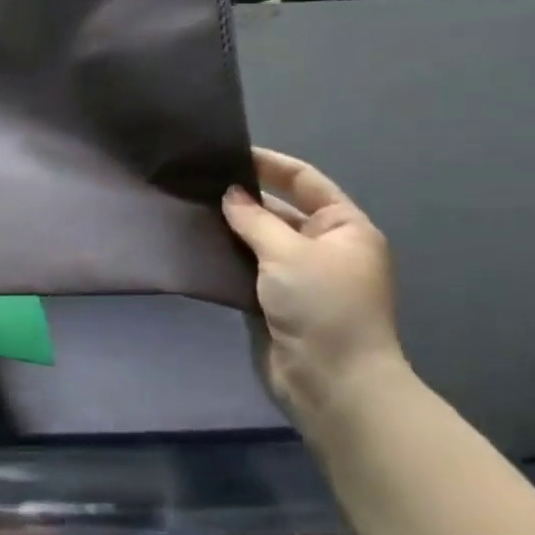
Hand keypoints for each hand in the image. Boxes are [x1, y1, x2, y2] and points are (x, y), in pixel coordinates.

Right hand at [222, 148, 406, 425]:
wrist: (332, 381)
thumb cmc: (322, 306)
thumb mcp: (289, 253)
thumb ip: (255, 220)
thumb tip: (229, 194)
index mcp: (343, 227)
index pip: (305, 181)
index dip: (270, 164)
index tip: (229, 152)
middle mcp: (325, 247)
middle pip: (281, 210)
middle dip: (245, 197)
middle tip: (198, 182)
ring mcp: (301, 276)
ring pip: (261, 241)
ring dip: (233, 228)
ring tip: (190, 209)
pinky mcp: (278, 302)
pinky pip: (250, 269)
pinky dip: (229, 257)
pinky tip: (199, 246)